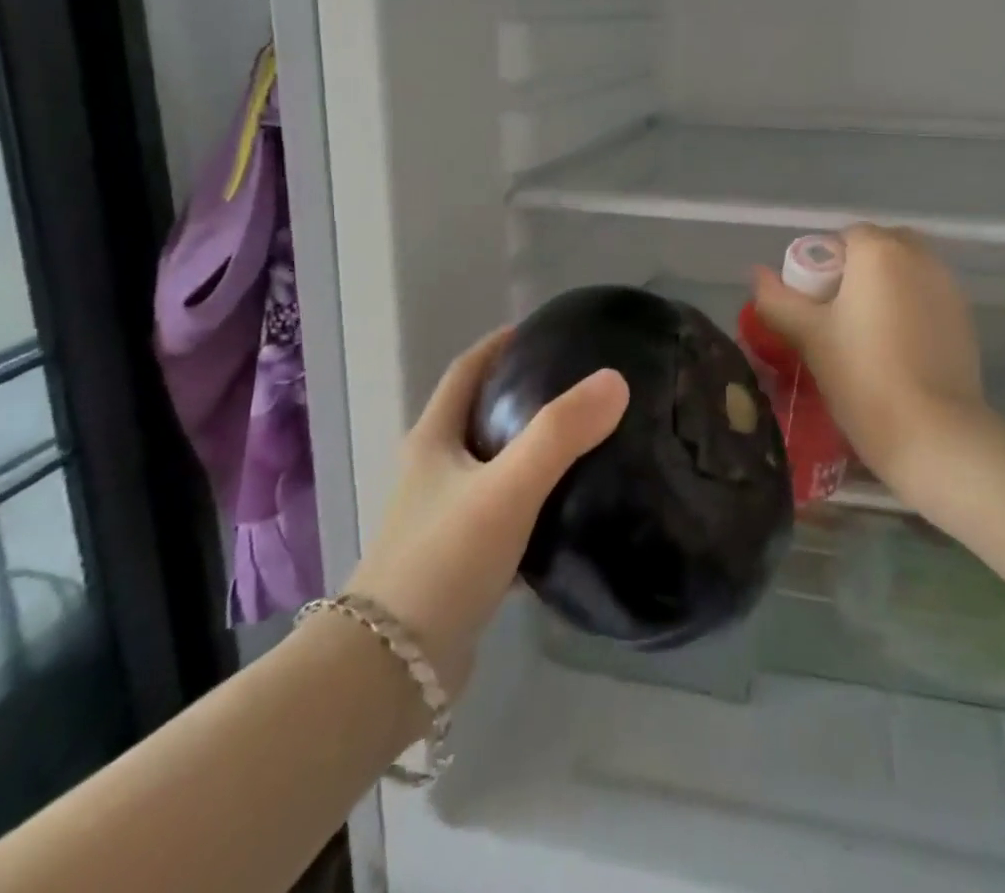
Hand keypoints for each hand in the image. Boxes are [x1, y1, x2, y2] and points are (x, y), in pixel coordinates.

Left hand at [344, 329, 628, 694]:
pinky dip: (537, 505)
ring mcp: (446, 520)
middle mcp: (435, 473)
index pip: (467, 371)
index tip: (543, 331)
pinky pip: (507, 517)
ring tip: (588, 440)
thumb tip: (614, 381)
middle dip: (524, 395)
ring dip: (533, 451)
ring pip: (496, 469)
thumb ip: (560, 433)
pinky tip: (574, 512)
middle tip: (580, 385)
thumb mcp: (506, 487)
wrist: (390, 674)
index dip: (501, 344)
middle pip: (482, 416)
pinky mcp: (462, 564)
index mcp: (434, 440)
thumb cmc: (442, 561)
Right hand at [752, 225, 991, 500]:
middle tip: (839, 316)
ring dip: (886, 287)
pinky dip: (911, 307)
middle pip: (880, 248)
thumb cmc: (862, 375)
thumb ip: (777, 300)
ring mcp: (948, 285)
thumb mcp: (809, 337)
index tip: (815, 304)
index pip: (844, 237)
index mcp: (879, 251)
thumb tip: (757, 275)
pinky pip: (927, 295)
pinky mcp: (965, 316)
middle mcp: (919, 256)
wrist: (933, 432)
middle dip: (858, 271)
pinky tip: (899, 349)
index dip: (824, 265)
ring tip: (868, 334)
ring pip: (907, 271)